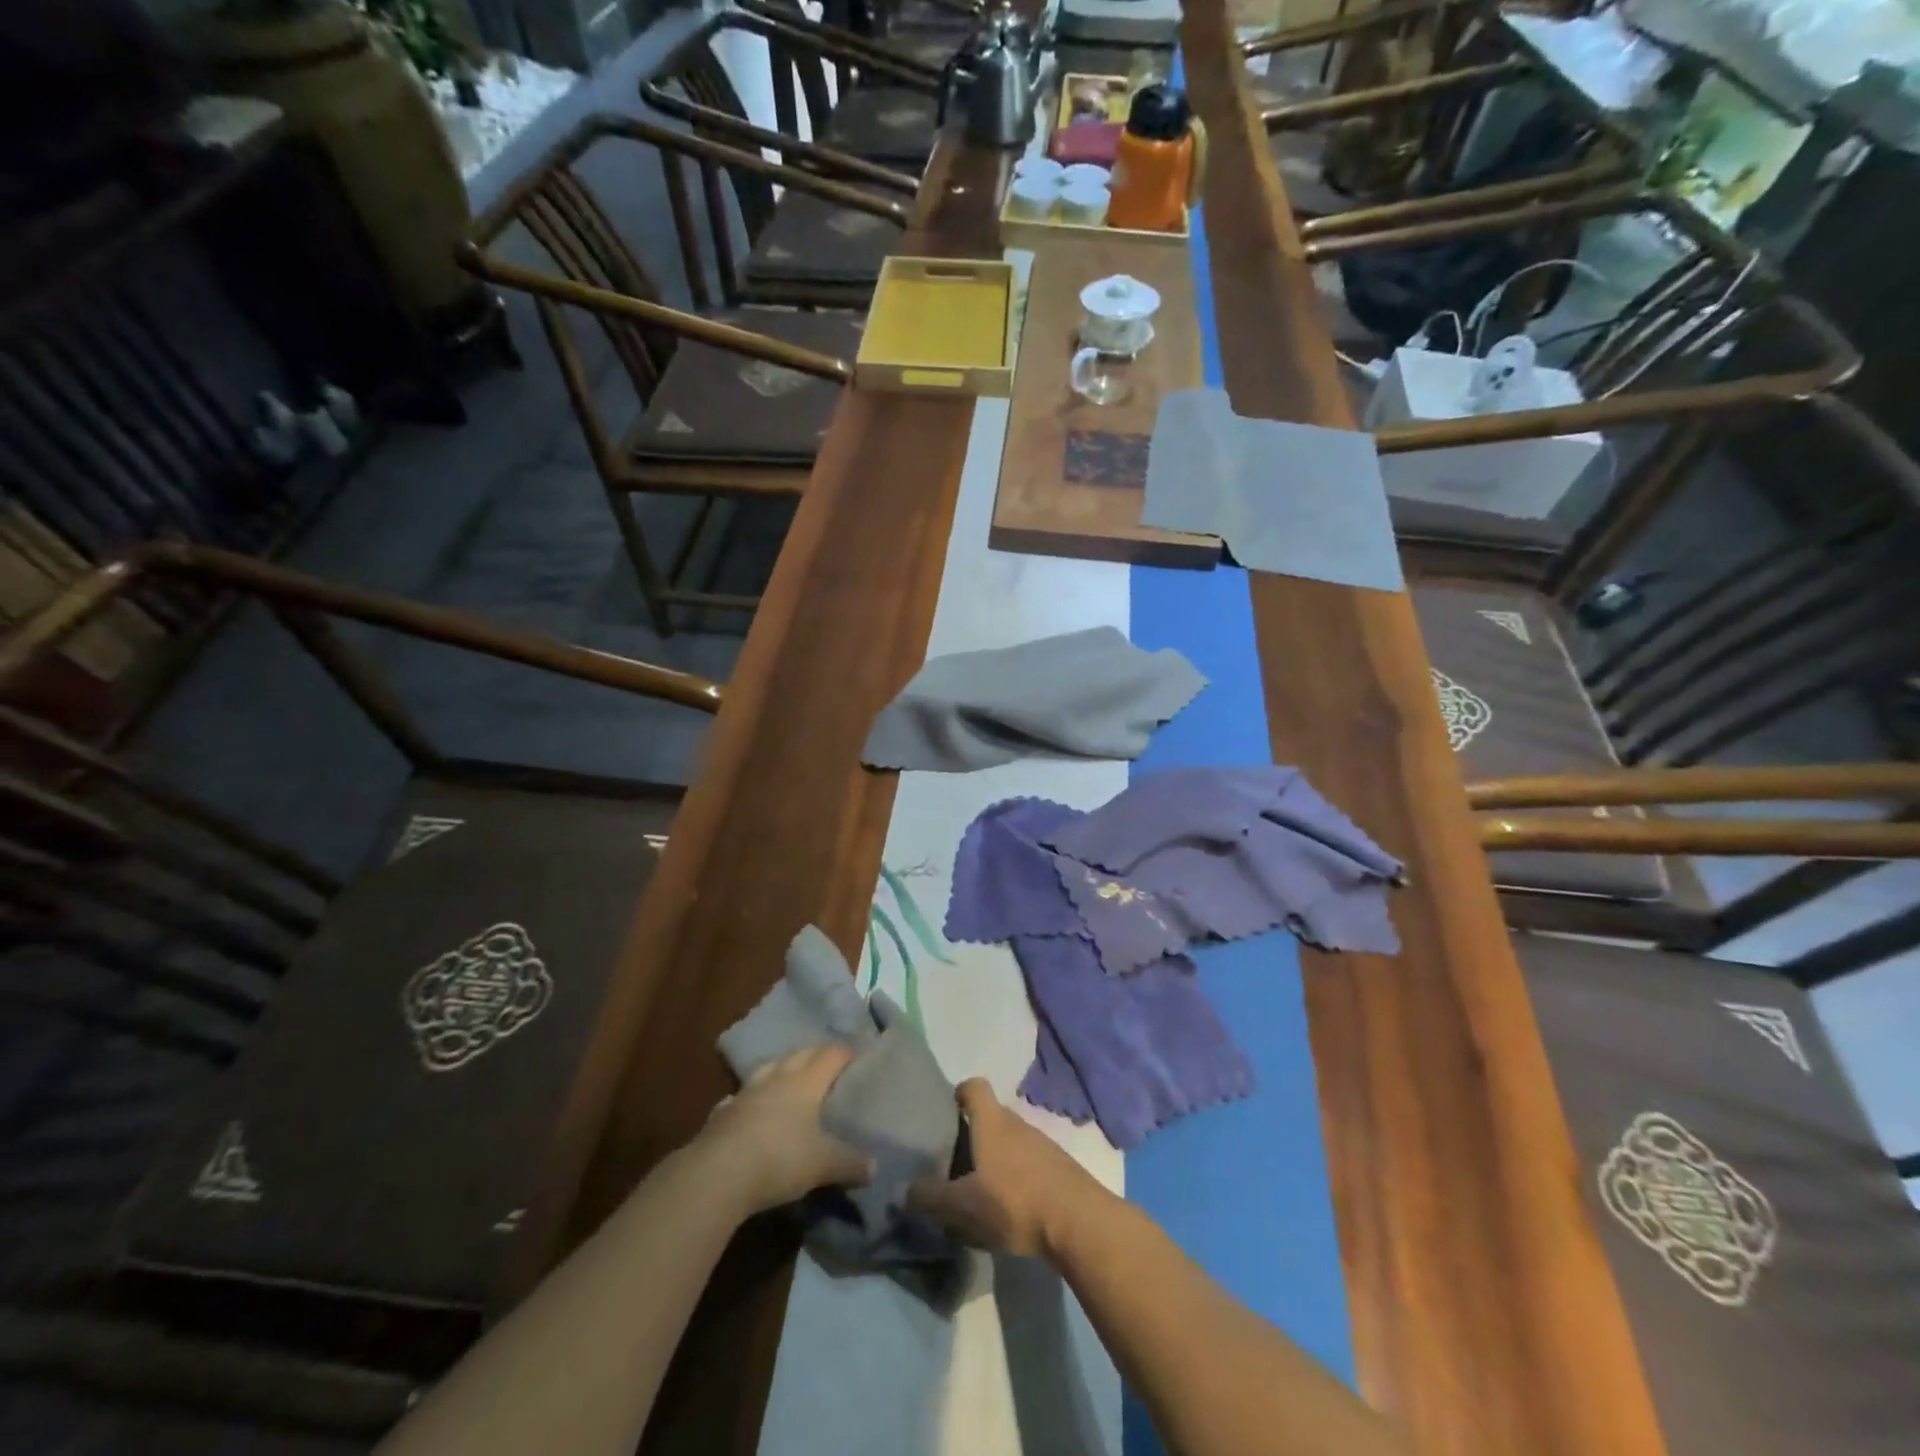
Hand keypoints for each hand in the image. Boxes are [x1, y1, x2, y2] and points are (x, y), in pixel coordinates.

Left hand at [701, 1046, 872, 1214]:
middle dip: (815, 1055)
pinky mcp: (721, 1114)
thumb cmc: (780, 1158)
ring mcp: (746, 1093)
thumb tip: (874, 1167)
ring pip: (768, 1069)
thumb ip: (851, 1164)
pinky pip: (740, 1098)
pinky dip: (749, 1100)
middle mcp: (777, 1078)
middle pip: (800, 1055)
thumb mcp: (824, 1165)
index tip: (857, 1054)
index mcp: (806, 1082)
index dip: (845, 1052)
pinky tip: (749, 1109)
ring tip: (789, 1078)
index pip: (831, 1055)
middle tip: (827, 1064)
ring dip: (781, 1070)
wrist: (717, 1174)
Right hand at [907, 1079, 1103, 1260]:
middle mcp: (1017, 1123)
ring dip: (995, 1156)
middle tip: (954, 1160)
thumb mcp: (964, 1205)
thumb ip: (931, 1197)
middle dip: (973, 1133)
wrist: (1078, 1222)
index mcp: (992, 1122)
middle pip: (991, 1115)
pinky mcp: (1058, 1167)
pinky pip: (1029, 1161)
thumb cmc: (1014, 1202)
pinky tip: (1010, 1204)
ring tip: (980, 1187)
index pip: (975, 1086)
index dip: (959, 1092)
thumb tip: (902, 1191)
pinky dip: (1016, 1174)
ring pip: (1011, 1140)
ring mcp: (1041, 1143)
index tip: (947, 1109)